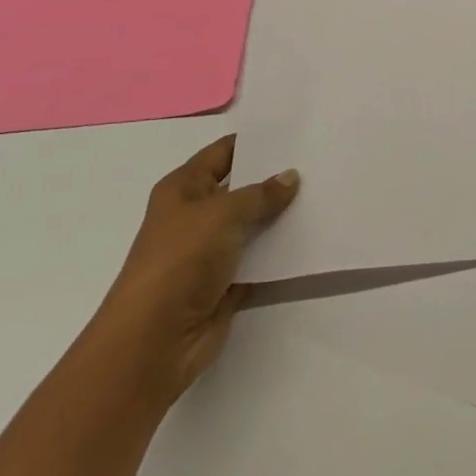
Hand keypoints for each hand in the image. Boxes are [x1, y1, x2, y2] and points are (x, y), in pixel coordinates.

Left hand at [95, 135, 299, 403]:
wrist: (154, 342)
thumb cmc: (180, 260)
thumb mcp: (223, 213)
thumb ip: (260, 193)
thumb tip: (290, 177)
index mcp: (183, 189)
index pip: (223, 153)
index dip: (255, 142)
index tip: (294, 133)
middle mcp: (194, 216)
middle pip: (240, 188)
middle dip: (273, 177)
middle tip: (316, 160)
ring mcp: (208, 252)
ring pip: (251, 224)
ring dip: (279, 215)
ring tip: (321, 193)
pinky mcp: (224, 284)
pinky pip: (258, 258)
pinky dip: (278, 251)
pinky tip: (310, 235)